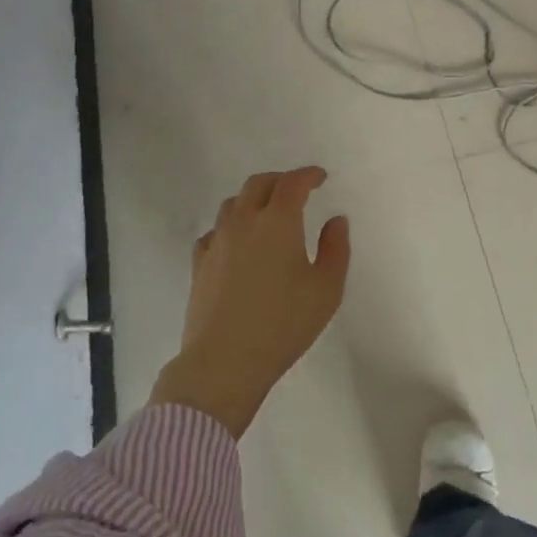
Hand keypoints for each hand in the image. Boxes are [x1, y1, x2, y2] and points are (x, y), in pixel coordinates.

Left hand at [149, 167, 349, 437]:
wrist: (225, 361)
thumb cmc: (284, 324)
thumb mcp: (327, 290)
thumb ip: (336, 248)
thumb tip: (335, 220)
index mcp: (278, 222)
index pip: (292, 183)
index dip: (308, 175)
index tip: (320, 177)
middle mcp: (244, 222)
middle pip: (259, 184)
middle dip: (280, 181)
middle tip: (296, 190)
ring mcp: (217, 241)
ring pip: (233, 204)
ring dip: (253, 199)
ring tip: (267, 213)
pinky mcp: (200, 264)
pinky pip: (215, 231)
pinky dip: (231, 226)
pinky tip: (237, 242)